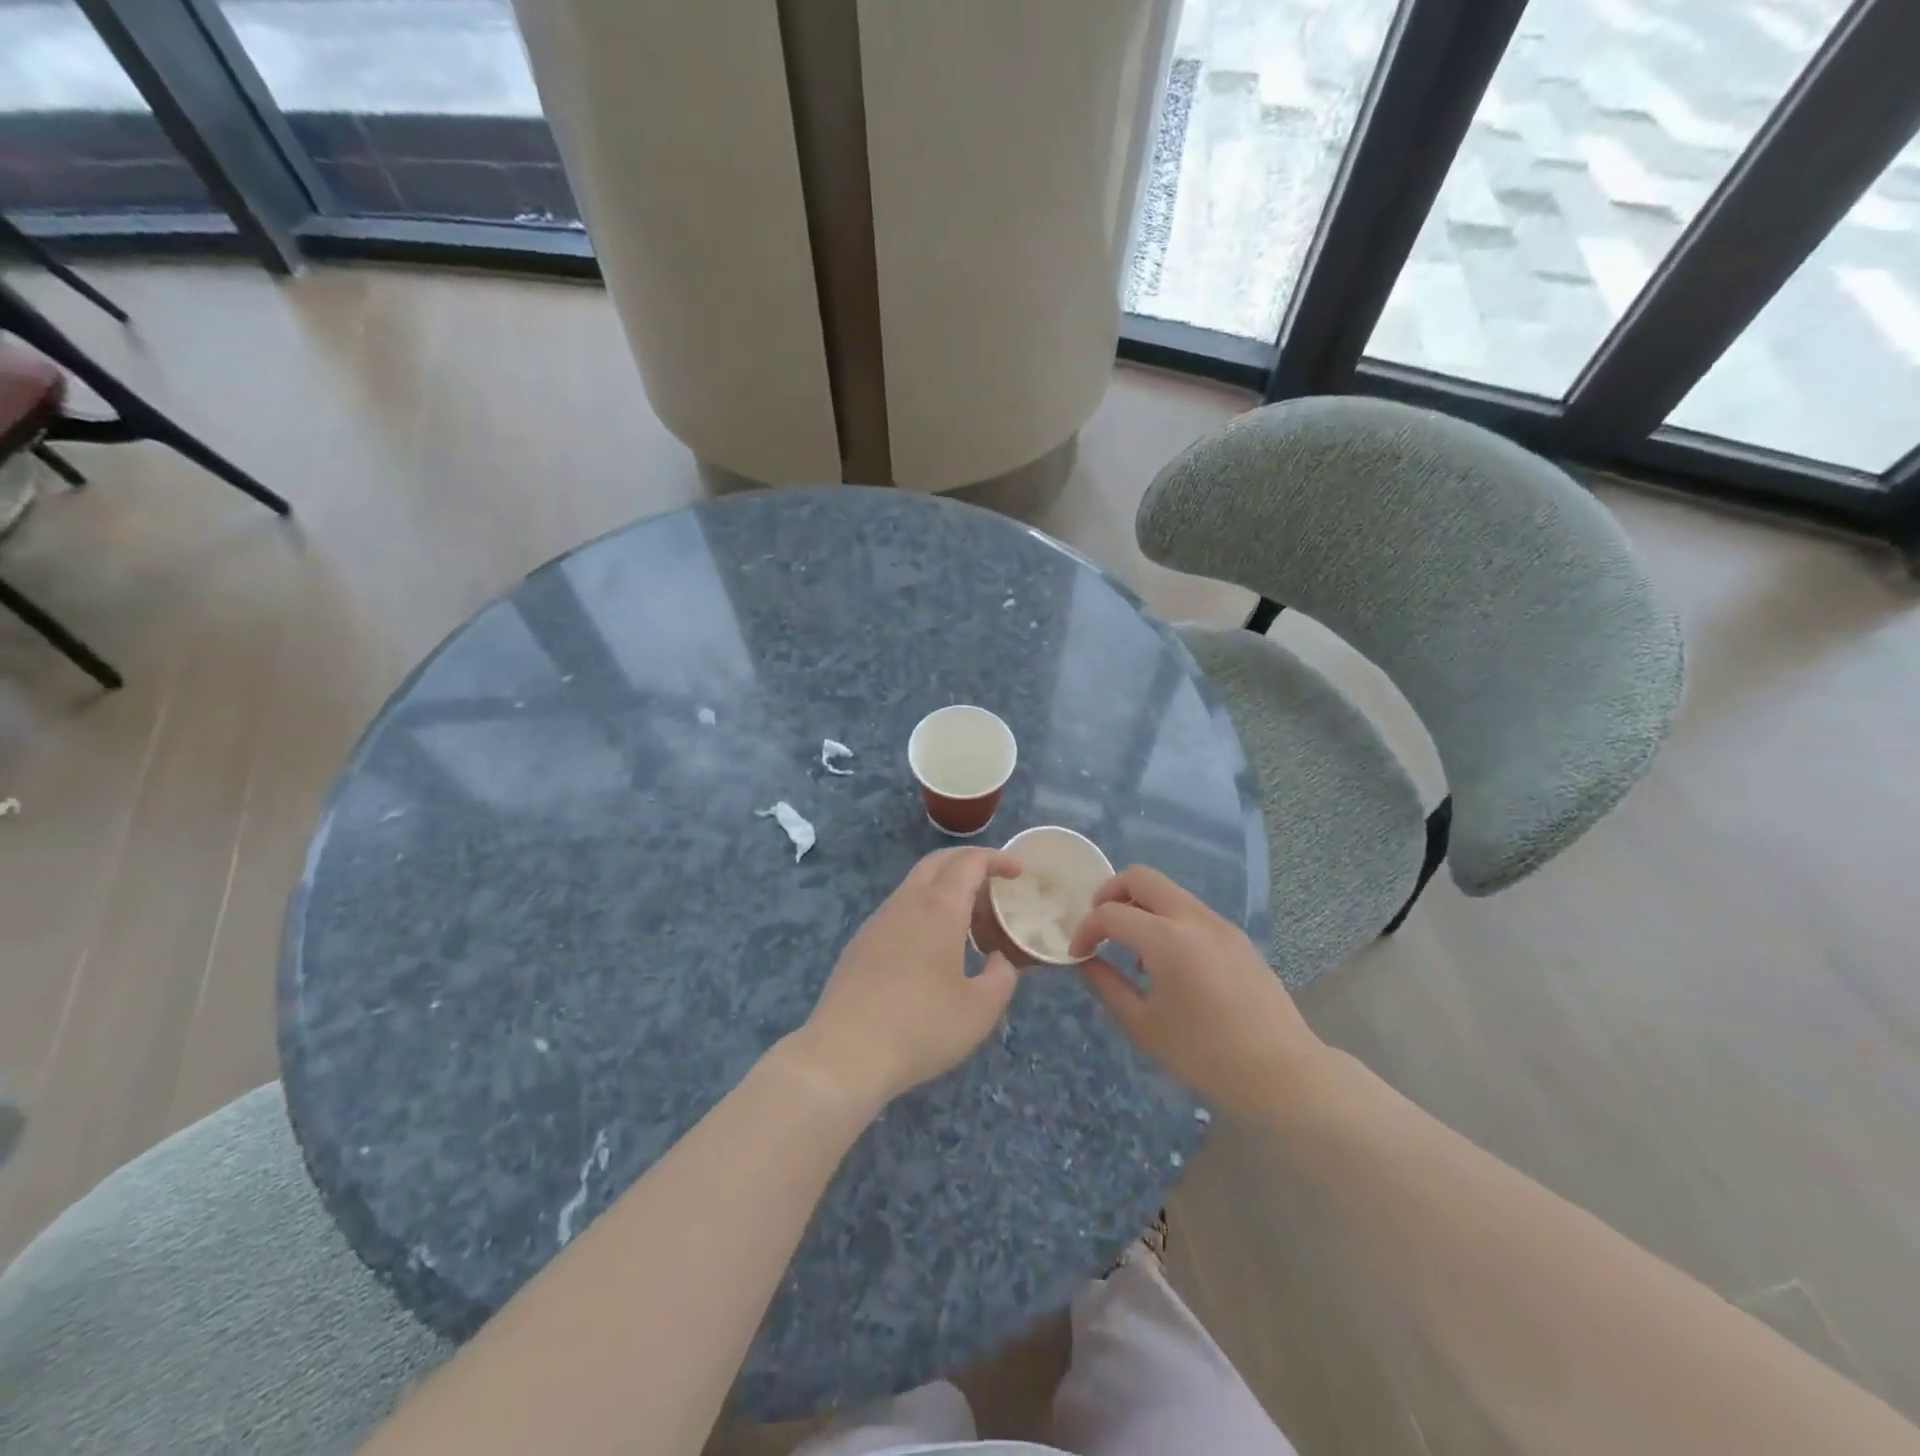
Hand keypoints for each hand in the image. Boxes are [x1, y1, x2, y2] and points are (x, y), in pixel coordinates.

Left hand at [786, 848, 1022, 1113]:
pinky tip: (931, 945)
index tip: (1017, 872)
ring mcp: (878, 921)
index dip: (996, 859)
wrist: (845, 1053)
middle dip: (967, 862)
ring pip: (914, 884)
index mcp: (939, 908)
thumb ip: (1001, 978)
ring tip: (967, 918)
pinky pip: (898, 909)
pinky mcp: (860, 944)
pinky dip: (923, 909)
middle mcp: (906, 903)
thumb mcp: (979, 1011)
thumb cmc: (921, 1027)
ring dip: (943, 886)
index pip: (969, 863)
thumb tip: (999, 961)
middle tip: (993, 882)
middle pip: (937, 862)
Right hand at [1069, 865, 1329, 1116]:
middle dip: (1109, 894)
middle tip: (1099, 927)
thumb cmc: (1206, 1055)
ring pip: (1168, 890)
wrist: (1282, 1072)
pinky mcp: (1236, 936)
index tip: (1078, 954)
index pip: (1110, 913)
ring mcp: (1219, 924)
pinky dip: (1167, 919)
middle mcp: (1193, 918)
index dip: (1086, 929)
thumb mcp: (1144, 1026)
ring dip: (1140, 906)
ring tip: (1132, 949)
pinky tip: (1168, 962)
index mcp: (1167, 939)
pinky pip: (1190, 911)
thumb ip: (1108, 986)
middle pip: (1140, 877)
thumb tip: (1086, 962)